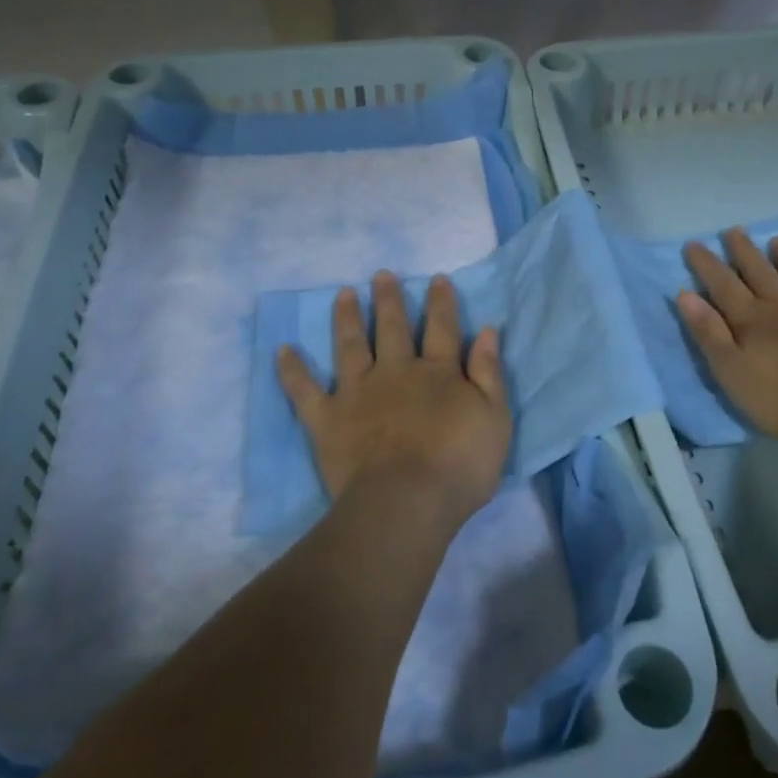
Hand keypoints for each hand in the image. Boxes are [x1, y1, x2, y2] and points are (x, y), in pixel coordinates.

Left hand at [277, 271, 511, 531]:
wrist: (405, 502)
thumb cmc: (459, 466)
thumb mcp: (494, 419)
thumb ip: (489, 373)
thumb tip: (487, 330)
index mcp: (438, 373)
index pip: (443, 329)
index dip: (441, 303)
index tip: (437, 279)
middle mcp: (396, 372)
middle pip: (393, 328)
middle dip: (389, 300)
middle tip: (381, 275)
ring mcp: (358, 393)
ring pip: (351, 346)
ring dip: (347, 318)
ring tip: (343, 294)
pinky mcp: (328, 419)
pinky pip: (305, 390)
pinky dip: (292, 370)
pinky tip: (283, 350)